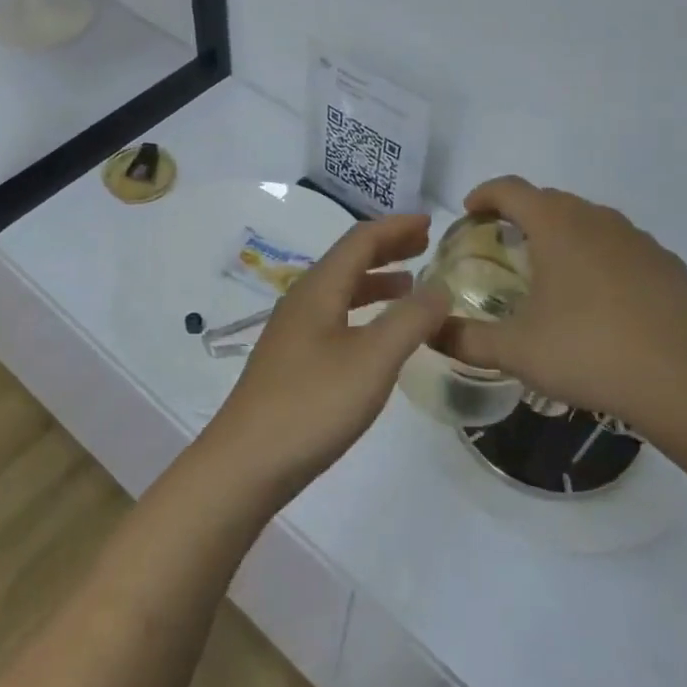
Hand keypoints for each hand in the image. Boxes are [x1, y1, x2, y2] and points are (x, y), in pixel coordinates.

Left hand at [197, 215, 450, 500]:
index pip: (360, 240)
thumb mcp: (372, 360)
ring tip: (410, 284)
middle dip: (387, 248)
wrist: (246, 463)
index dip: (396, 227)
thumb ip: (410, 320)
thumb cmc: (312, 405)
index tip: (430, 223)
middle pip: (347, 260)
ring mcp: (293, 332)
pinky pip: (335, 317)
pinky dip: (363, 311)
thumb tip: (440, 286)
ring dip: (376, 280)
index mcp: (318, 289)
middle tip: (425, 244)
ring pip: (340, 290)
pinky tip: (377, 334)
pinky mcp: (292, 361)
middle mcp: (302, 300)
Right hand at [437, 177, 686, 425]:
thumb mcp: (514, 351)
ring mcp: (638, 239)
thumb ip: (464, 338)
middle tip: (507, 246)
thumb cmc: (586, 353)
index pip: (511, 189)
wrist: (678, 383)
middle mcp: (597, 220)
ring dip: (565, 232)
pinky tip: (603, 296)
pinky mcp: (667, 263)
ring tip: (554, 270)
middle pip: (550, 199)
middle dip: (523, 213)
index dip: (485, 194)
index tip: (471, 212)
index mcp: (556, 227)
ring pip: (590, 220)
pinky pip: (624, 245)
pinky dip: (603, 256)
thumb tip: (430, 331)